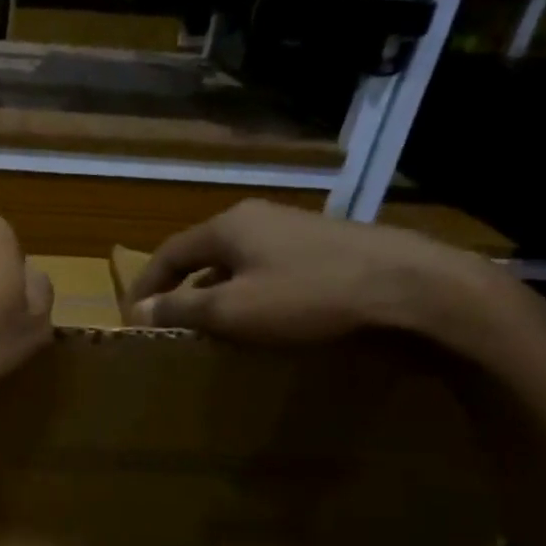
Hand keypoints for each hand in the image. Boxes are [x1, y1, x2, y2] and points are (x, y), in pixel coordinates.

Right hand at [126, 199, 524, 349]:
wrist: (413, 289)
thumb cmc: (309, 298)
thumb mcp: (234, 309)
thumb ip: (182, 308)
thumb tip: (139, 310)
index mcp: (228, 226)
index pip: (168, 253)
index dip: (145, 286)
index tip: (132, 318)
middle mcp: (258, 218)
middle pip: (202, 254)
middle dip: (180, 289)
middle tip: (169, 324)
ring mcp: (297, 229)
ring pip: (239, 262)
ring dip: (217, 292)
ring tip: (213, 328)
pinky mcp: (328, 247)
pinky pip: (270, 269)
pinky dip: (252, 293)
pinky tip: (264, 320)